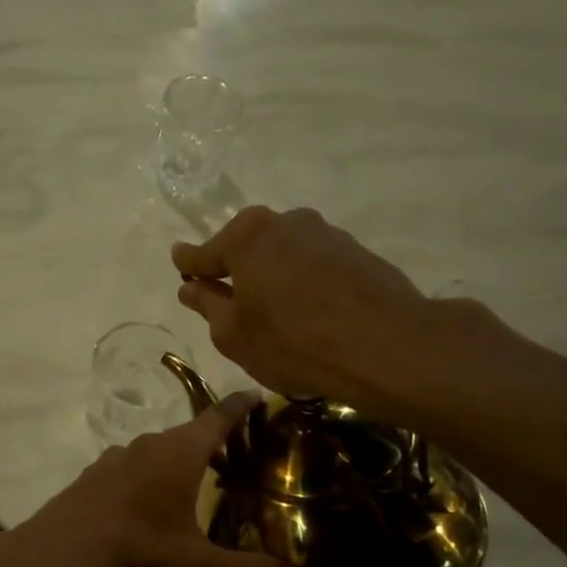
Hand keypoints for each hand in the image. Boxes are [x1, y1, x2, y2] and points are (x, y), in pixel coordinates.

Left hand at [9, 394, 302, 566]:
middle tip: (236, 457)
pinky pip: (130, 468)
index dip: (240, 406)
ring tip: (194, 486)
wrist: (56, 557)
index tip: (258, 394)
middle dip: (213, 441)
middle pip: (188, 434)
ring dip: (179, 461)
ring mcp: (113, 460)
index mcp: (178, 454)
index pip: (217, 418)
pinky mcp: (91, 478)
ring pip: (156, 451)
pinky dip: (148, 477)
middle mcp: (146, 446)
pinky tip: (146, 507)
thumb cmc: (135, 552)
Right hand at [172, 206, 433, 407]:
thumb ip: (208, 305)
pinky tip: (311, 311)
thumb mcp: (234, 334)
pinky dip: (306, 282)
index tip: (181, 267)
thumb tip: (190, 286)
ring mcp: (325, 233)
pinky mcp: (357, 251)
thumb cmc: (293, 342)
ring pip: (284, 253)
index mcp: (246, 236)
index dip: (190, 266)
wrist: (385, 346)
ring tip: (277, 312)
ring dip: (274, 275)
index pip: (204, 252)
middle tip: (231, 300)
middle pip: (247, 246)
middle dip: (236, 269)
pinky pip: (315, 264)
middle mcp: (284, 221)